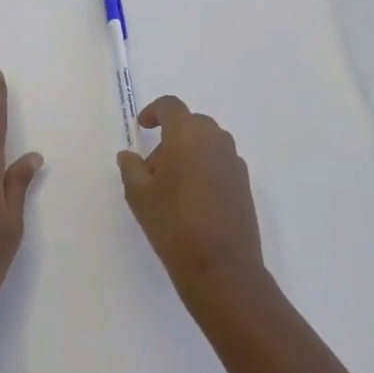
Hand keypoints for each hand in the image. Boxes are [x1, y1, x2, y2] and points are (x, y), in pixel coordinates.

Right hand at [117, 96, 264, 301]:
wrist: (221, 266)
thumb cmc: (173, 223)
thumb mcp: (139, 195)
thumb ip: (131, 168)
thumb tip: (129, 155)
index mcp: (187, 134)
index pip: (171, 106)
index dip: (154, 111)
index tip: (142, 128)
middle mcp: (215, 139)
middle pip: (191, 123)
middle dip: (170, 137)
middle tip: (154, 167)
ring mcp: (234, 161)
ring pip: (207, 143)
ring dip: (189, 152)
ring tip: (172, 187)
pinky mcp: (244, 183)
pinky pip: (220, 162)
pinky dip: (205, 168)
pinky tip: (194, 199)